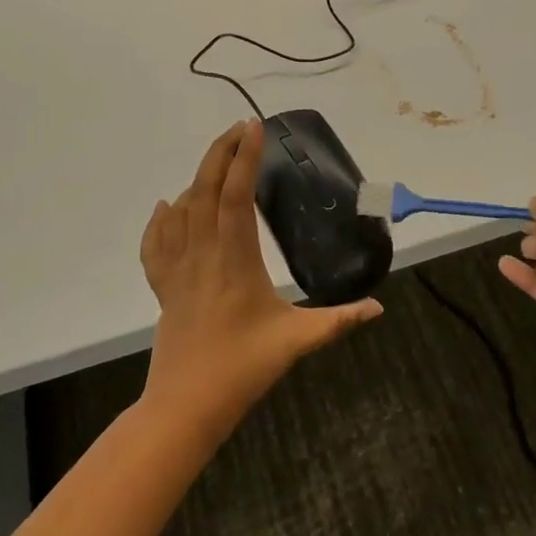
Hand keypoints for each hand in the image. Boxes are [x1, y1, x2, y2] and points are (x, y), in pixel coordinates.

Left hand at [139, 121, 381, 438]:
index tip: (254, 128)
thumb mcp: (297, 342)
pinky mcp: (163, 288)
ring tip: (218, 161)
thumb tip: (379, 308)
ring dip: (197, 179)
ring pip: (180, 211)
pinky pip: (156, 244)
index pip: (236, 196)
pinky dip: (161, 219)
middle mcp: (202, 255)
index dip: (244, 159)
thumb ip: (339, 321)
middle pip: (204, 190)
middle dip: (220, 153)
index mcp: (236, 260)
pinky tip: (168, 206)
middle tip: (239, 128)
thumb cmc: (242, 369)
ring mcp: (177, 270)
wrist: (185, 407)